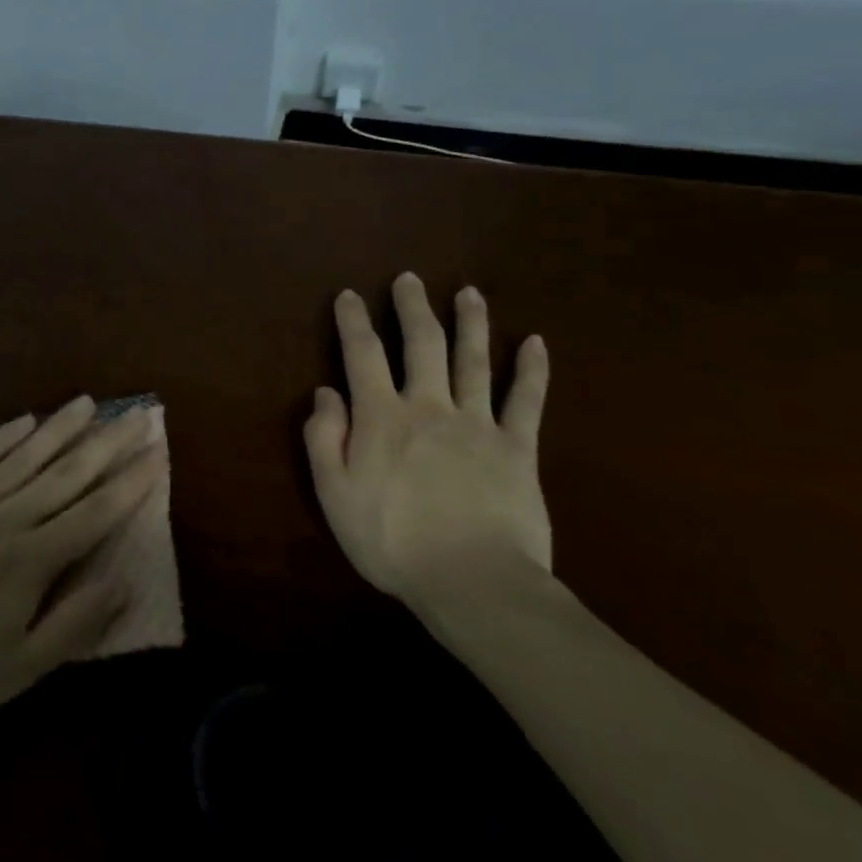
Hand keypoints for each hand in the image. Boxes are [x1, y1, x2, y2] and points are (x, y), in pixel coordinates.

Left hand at [0, 398, 162, 723]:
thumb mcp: (22, 667)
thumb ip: (75, 622)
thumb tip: (123, 580)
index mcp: (33, 558)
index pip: (95, 513)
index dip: (130, 483)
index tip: (157, 453)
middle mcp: (8, 517)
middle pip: (67, 473)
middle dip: (107, 443)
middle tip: (138, 414)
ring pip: (25, 456)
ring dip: (60, 427)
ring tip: (88, 402)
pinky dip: (3, 437)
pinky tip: (24, 420)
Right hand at [304, 273, 552, 612]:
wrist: (473, 581)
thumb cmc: (392, 541)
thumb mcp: (334, 494)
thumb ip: (324, 439)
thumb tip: (326, 393)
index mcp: (382, 417)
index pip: (362, 355)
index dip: (353, 322)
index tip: (349, 295)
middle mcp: (429, 406)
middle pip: (422, 344)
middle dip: (412, 308)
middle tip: (408, 279)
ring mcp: (477, 423)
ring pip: (473, 361)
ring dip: (471, 323)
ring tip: (469, 293)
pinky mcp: (516, 448)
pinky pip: (526, 401)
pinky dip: (532, 370)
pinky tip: (536, 343)